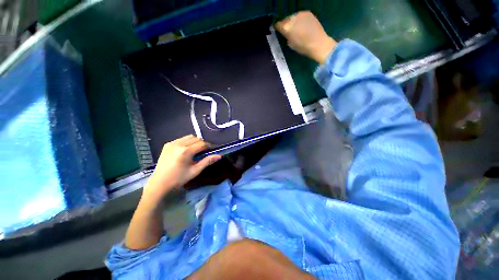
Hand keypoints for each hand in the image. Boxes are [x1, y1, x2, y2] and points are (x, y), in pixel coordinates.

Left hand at [143, 135, 220, 203]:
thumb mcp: (195, 170)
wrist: (159, 183)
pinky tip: (187, 150)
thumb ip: (207, 161)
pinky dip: (187, 142)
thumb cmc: (179, 178)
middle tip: (204, 151)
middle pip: (196, 138)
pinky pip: (181, 139)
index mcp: (186, 151)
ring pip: (189, 137)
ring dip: (195, 141)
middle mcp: (179, 144)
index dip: (209, 146)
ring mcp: (172, 143)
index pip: (202, 144)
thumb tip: (219, 156)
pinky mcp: (168, 144)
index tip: (212, 150)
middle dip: (202, 143)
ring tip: (196, 150)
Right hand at [276, 11, 336, 64]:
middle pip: (286, 20)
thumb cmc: (303, 47)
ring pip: (293, 17)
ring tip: (296, 28)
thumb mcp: (291, 44)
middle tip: (288, 30)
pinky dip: (299, 20)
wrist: (318, 43)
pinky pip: (300, 15)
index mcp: (287, 27)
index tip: (278, 30)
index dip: (278, 28)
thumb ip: (286, 36)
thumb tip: (286, 33)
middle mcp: (292, 18)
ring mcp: (300, 14)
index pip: (278, 25)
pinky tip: (302, 26)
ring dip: (293, 21)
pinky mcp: (308, 13)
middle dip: (286, 24)